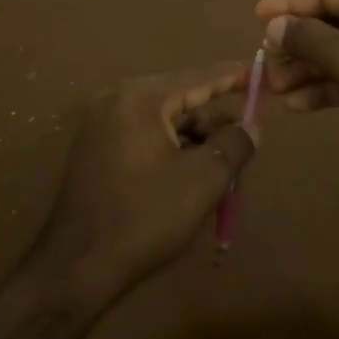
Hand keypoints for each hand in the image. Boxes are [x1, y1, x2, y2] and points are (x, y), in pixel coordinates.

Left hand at [29, 67, 256, 308]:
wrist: (78, 265)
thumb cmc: (145, 216)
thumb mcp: (203, 180)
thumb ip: (234, 145)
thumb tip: (251, 126)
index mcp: (140, 99)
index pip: (198, 78)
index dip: (233, 76)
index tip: (260, 73)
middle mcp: (116, 102)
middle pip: (179, 100)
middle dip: (214, 121)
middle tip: (246, 140)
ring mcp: (100, 127)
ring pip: (163, 122)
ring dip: (195, 140)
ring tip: (223, 169)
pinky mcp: (95, 152)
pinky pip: (143, 138)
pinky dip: (171, 150)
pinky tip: (191, 177)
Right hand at [256, 0, 338, 191]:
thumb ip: (308, 39)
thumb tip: (274, 25)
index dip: (290, 5)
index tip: (257, 14)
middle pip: (338, 22)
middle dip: (299, 47)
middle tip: (265, 65)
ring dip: (313, 70)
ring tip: (276, 90)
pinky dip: (336, 86)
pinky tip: (302, 104)